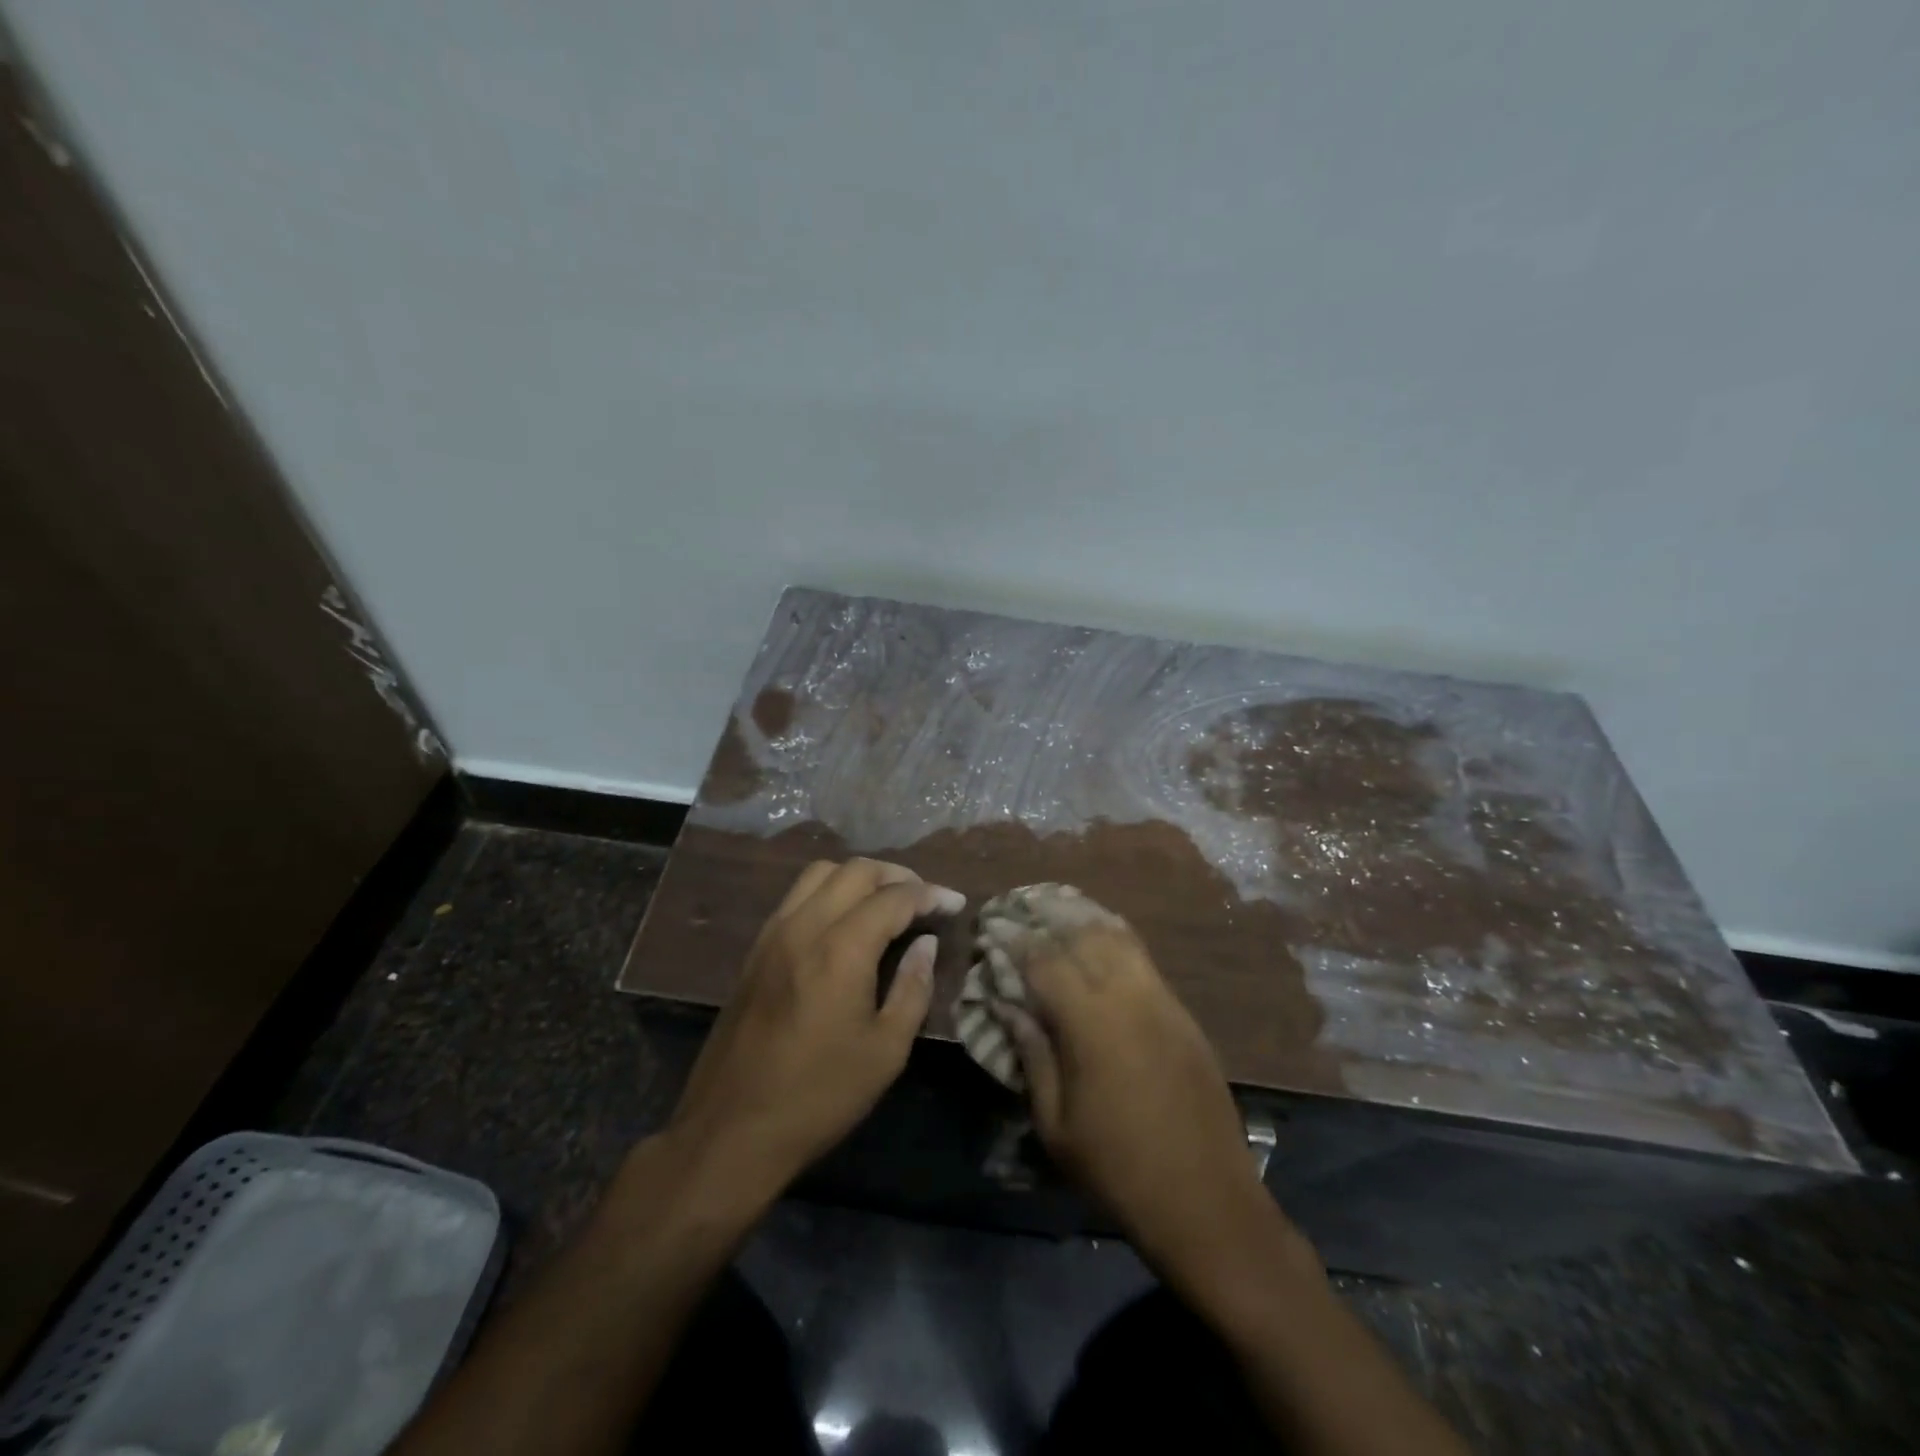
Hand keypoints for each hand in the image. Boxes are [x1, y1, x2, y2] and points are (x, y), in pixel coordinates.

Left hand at [664, 858, 965, 1206]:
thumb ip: (912, 988)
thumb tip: (927, 944)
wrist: (730, 1130)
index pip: (894, 898)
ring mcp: (773, 934)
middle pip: (856, 870)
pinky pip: (797, 896)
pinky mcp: (755, 949)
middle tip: (924, 900)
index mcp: (841, 950)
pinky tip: (845, 921)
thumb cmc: (818, 1096)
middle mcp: (804, 926)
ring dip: (859, 877)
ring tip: (885, 903)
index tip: (955, 904)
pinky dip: (829, 891)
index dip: (930, 895)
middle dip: (897, 876)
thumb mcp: (885, 1052)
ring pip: (820, 873)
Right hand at [989, 909, 1286, 1282]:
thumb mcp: (1055, 1123)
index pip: (1044, 961)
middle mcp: (1127, 996)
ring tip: (1057, 913)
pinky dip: (1116, 938)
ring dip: (1083, 920)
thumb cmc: (1117, 1168)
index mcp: (1090, 1023)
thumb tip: (1007, 1005)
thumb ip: (1031, 1054)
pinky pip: (1144, 958)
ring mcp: (1161, 999)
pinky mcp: (1182, 1012)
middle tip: (1021, 912)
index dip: (1015, 941)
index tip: (993, 929)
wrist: (1206, 1198)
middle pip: (1082, 935)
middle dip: (1047, 918)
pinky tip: (1100, 938)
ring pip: (1118, 937)